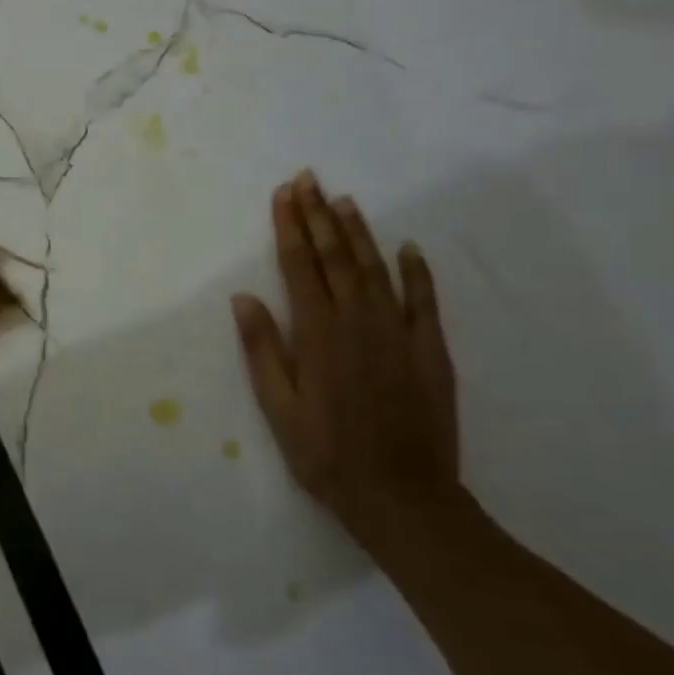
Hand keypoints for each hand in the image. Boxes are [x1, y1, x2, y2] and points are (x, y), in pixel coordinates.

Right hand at [231, 171, 473, 554]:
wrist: (401, 495)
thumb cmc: (326, 455)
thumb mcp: (278, 408)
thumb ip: (261, 349)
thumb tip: (243, 298)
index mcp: (317, 333)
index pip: (299, 266)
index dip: (289, 227)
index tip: (283, 194)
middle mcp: (358, 320)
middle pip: (336, 256)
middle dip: (318, 215)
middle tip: (308, 179)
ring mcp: (399, 332)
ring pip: (376, 268)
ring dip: (359, 231)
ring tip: (344, 200)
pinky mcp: (430, 349)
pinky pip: (424, 299)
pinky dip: (416, 270)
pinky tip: (408, 247)